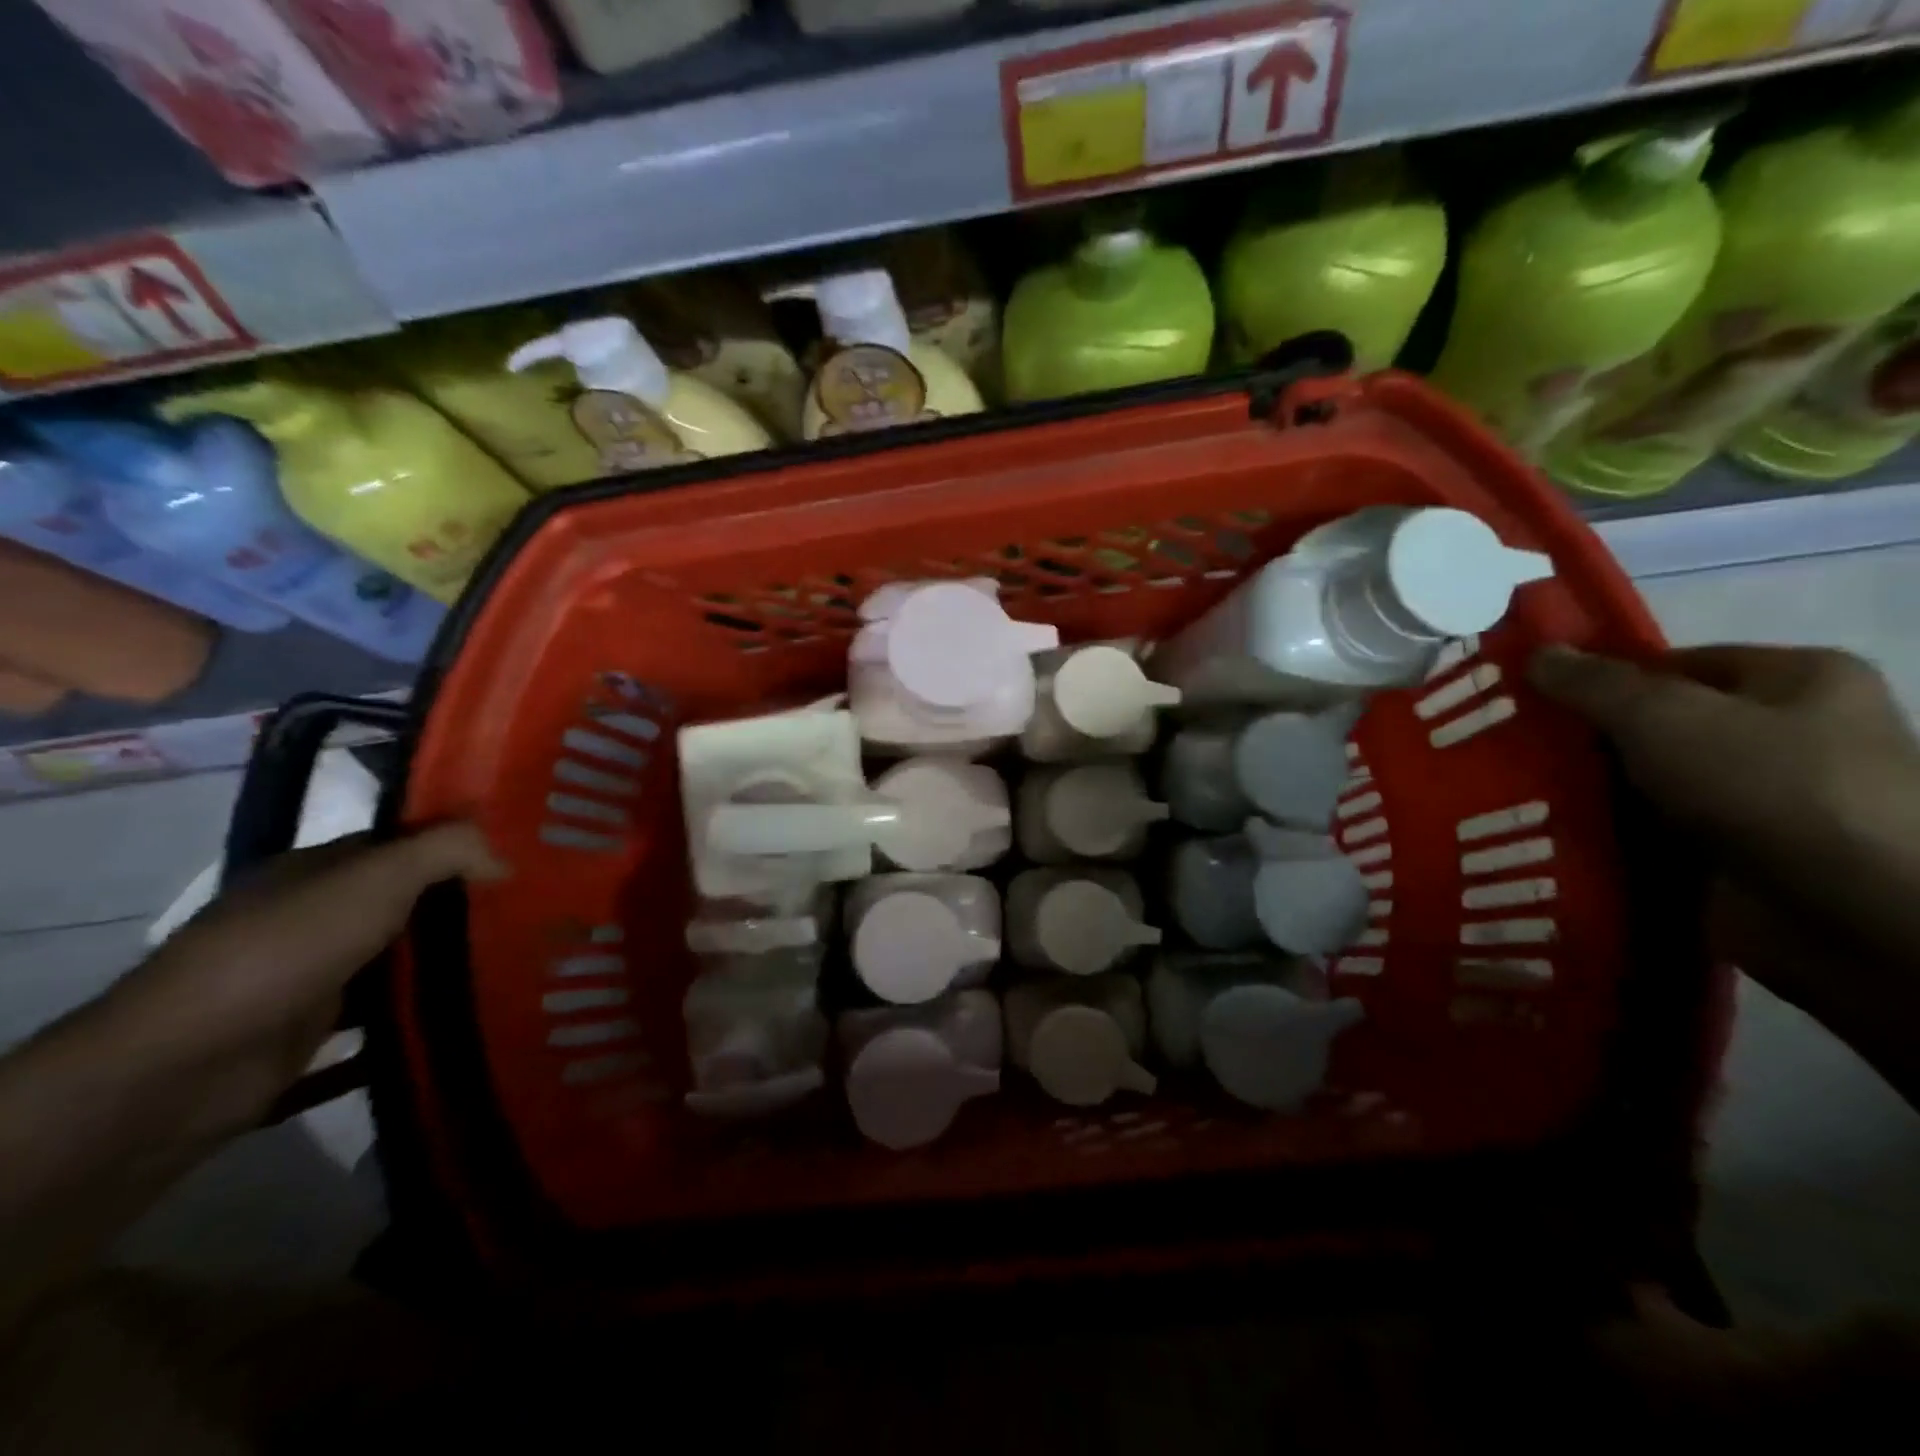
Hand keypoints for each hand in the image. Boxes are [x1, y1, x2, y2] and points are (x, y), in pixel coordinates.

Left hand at [99, 822, 507, 1144]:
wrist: (184, 1066)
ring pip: (394, 966)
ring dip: (445, 970)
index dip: (457, 846)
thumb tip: (507, 856)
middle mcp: (310, 919)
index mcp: (316, 873)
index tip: (520, 857)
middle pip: (403, 906)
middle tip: (536, 913)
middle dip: (462, 909)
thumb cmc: (286, 950)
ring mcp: (307, 980)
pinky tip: (469, 1024)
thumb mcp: (376, 879)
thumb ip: (447, 852)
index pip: (400, 847)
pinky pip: (377, 1026)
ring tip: (522, 967)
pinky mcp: (308, 1038)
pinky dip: (415, 1026)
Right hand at [1530, 644, 1919, 1092]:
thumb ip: (1593, 683)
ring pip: (1649, 781)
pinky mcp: (1737, 856)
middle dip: (1586, 737)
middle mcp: (1790, 735)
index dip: (1602, 677)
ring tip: (1511, 786)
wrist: (1847, 915)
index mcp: (1800, 680)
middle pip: (1658, 724)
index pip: (1675, 664)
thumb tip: (1535, 653)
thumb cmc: (1768, 786)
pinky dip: (1607, 832)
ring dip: (1589, 789)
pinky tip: (1547, 829)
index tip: (1532, 697)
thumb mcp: (1663, 715)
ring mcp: (1765, 801)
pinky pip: (1652, 831)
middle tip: (1510, 741)